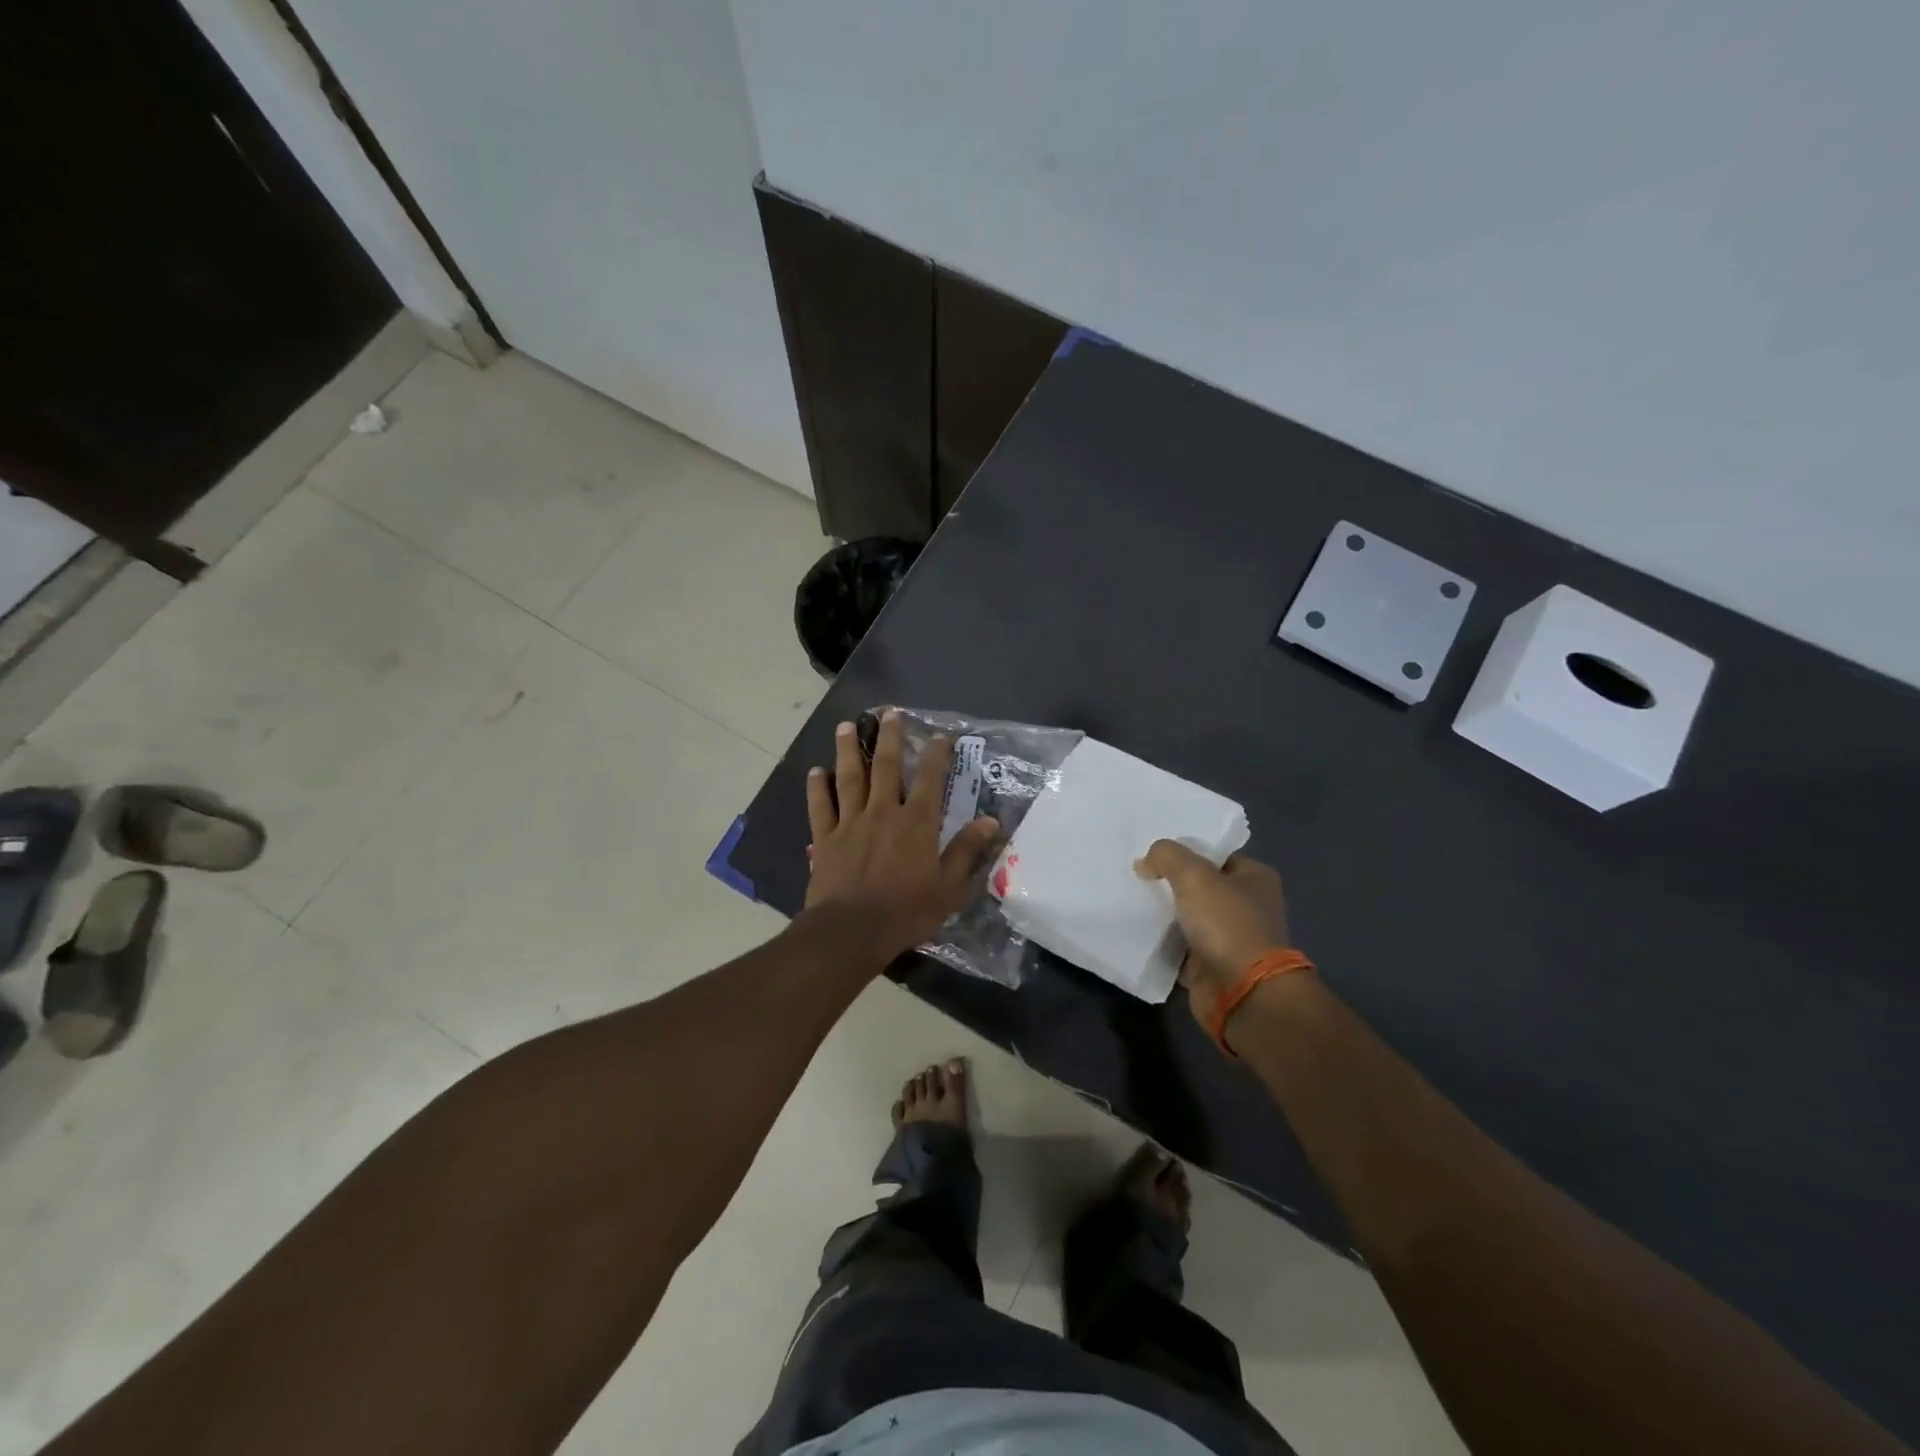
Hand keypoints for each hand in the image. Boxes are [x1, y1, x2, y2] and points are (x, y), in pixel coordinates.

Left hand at [804, 712, 999, 961]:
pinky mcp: (825, 838)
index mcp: (917, 823)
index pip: (931, 780)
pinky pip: (821, 806)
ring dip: (849, 750)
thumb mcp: (948, 887)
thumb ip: (967, 851)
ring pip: (850, 778)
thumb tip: (990, 821)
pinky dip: (818, 787)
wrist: (851, 931)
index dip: (937, 755)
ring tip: (847, 726)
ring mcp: (850, 822)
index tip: (940, 736)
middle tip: (887, 713)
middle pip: (886, 767)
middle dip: (889, 738)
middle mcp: (884, 812)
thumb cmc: (906, 911)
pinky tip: (816, 771)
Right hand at [1135, 842, 1294, 1035]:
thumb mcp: (1194, 875)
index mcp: (1254, 878)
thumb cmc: (1227, 924)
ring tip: (1128, 898)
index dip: (1184, 851)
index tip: (1151, 852)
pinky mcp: (1210, 966)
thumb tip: (1145, 863)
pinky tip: (1134, 930)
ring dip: (1162, 913)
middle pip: (1198, 886)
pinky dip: (1160, 942)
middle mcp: (1245, 906)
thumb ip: (1166, 856)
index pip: (1213, 856)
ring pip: (1186, 917)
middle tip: (1134, 874)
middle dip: (1168, 882)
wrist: (1243, 993)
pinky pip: (1177, 947)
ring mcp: (1228, 938)